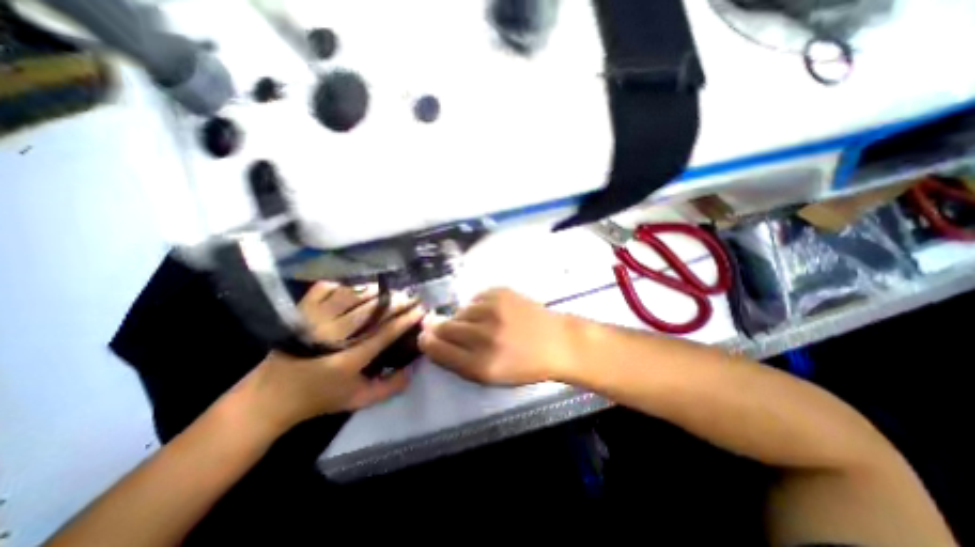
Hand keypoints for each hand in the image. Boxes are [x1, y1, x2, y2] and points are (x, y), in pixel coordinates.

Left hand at [237, 282, 425, 435]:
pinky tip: (358, 288)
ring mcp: (314, 321)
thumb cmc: (319, 399)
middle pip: (371, 310)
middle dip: (396, 301)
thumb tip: (413, 368)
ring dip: (376, 292)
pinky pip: (327, 290)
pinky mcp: (300, 313)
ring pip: (352, 297)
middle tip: (412, 297)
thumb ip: (390, 387)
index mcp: (347, 360)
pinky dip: (345, 286)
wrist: (269, 398)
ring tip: (392, 291)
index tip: (421, 310)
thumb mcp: (358, 400)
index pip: (385, 333)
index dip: (406, 319)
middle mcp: (332, 336)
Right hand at [417, 287, 576, 383]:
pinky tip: (493, 314)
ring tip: (483, 325)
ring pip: (460, 311)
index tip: (425, 337)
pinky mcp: (501, 292)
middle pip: (444, 327)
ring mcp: (493, 310)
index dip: (427, 342)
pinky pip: (475, 299)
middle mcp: (484, 336)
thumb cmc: (525, 365)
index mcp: (481, 365)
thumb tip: (432, 338)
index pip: (438, 349)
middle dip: (442, 329)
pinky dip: (478, 307)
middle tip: (454, 331)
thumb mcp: (491, 376)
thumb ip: (458, 361)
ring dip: (464, 318)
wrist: (557, 341)